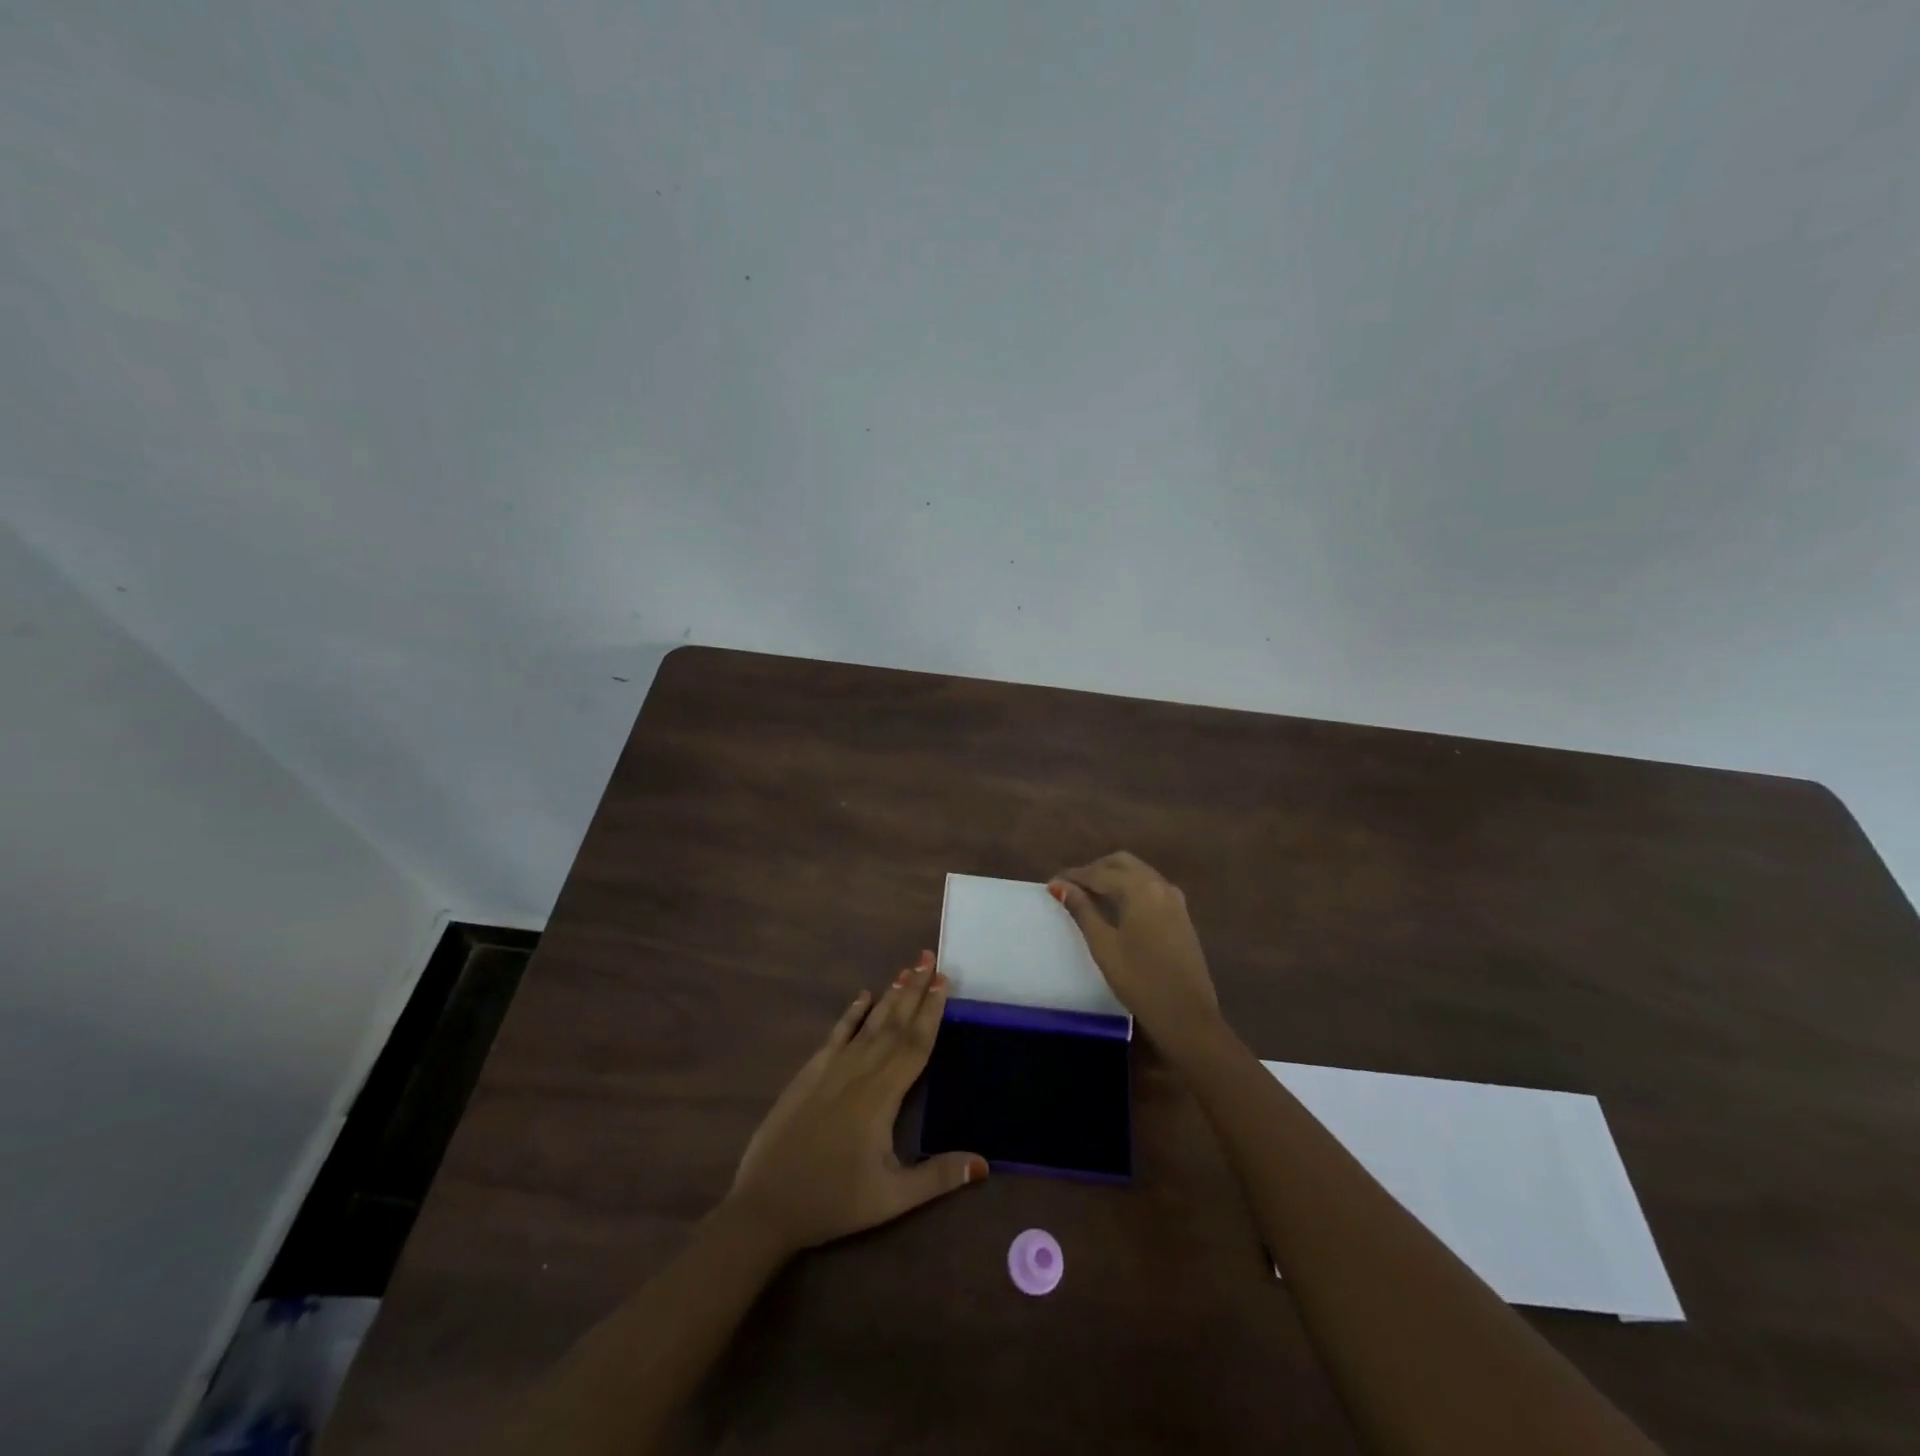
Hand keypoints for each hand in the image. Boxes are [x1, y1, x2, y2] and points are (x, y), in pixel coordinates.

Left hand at [726, 952, 986, 1254]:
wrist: (766, 1205)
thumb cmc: (833, 1202)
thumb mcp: (891, 1198)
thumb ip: (938, 1177)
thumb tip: (984, 1164)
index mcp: (882, 1096)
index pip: (914, 1044)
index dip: (932, 1011)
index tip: (944, 980)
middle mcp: (859, 1071)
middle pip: (894, 1024)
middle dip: (914, 990)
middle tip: (930, 958)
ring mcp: (831, 1069)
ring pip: (868, 1024)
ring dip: (889, 996)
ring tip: (906, 969)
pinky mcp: (809, 1074)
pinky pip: (836, 1035)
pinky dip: (851, 1013)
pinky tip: (862, 995)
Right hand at [1049, 851, 1222, 1049]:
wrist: (1187, 1015)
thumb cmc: (1140, 980)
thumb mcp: (1103, 945)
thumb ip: (1082, 910)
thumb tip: (1061, 886)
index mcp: (1140, 888)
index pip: (1099, 873)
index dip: (1073, 877)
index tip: (1052, 884)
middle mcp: (1159, 884)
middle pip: (1121, 863)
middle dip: (1094, 870)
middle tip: (1071, 887)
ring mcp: (1174, 899)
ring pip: (1138, 873)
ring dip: (1113, 876)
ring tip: (1089, 896)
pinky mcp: (1181, 914)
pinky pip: (1150, 887)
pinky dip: (1130, 887)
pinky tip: (1117, 906)